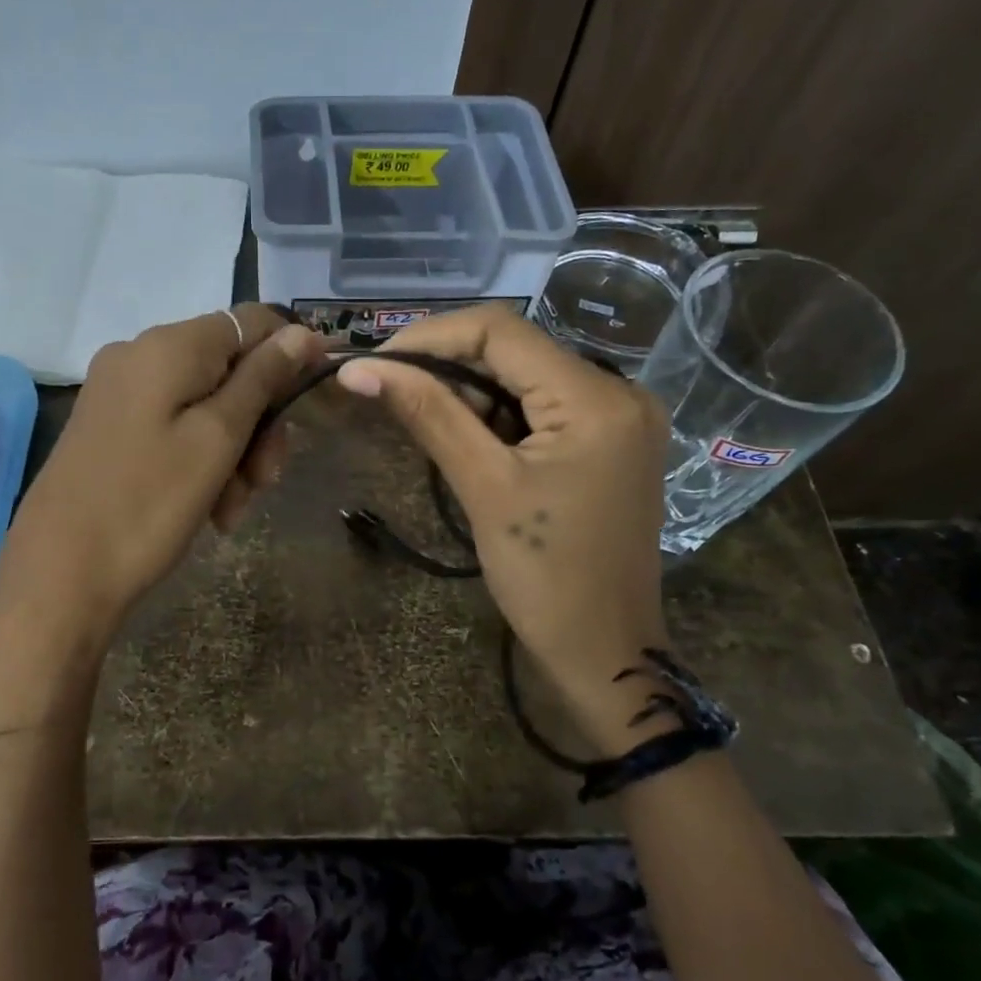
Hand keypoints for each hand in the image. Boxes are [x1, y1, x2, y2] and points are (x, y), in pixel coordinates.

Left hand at [0, 305, 324, 643]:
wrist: (59, 575)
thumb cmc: (148, 504)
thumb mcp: (217, 439)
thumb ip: (262, 379)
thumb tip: (301, 332)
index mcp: (167, 346)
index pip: (251, 321)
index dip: (290, 354)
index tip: (316, 399)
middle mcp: (139, 355)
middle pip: (228, 369)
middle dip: (258, 422)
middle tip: (266, 479)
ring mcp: (119, 392)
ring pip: (205, 404)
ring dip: (233, 452)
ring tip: (233, 509)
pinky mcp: (110, 427)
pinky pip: (174, 427)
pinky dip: (200, 460)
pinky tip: (210, 508)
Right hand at [337, 306, 670, 734]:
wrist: (605, 651)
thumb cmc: (545, 577)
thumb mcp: (483, 487)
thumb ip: (427, 414)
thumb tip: (359, 368)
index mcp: (596, 397)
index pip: (501, 330)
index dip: (430, 337)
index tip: (376, 363)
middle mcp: (620, 390)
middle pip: (515, 349)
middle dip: (447, 366)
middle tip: (389, 392)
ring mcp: (621, 417)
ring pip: (526, 377)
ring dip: (471, 393)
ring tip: (423, 424)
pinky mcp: (612, 441)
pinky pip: (545, 406)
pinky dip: (499, 415)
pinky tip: (469, 441)